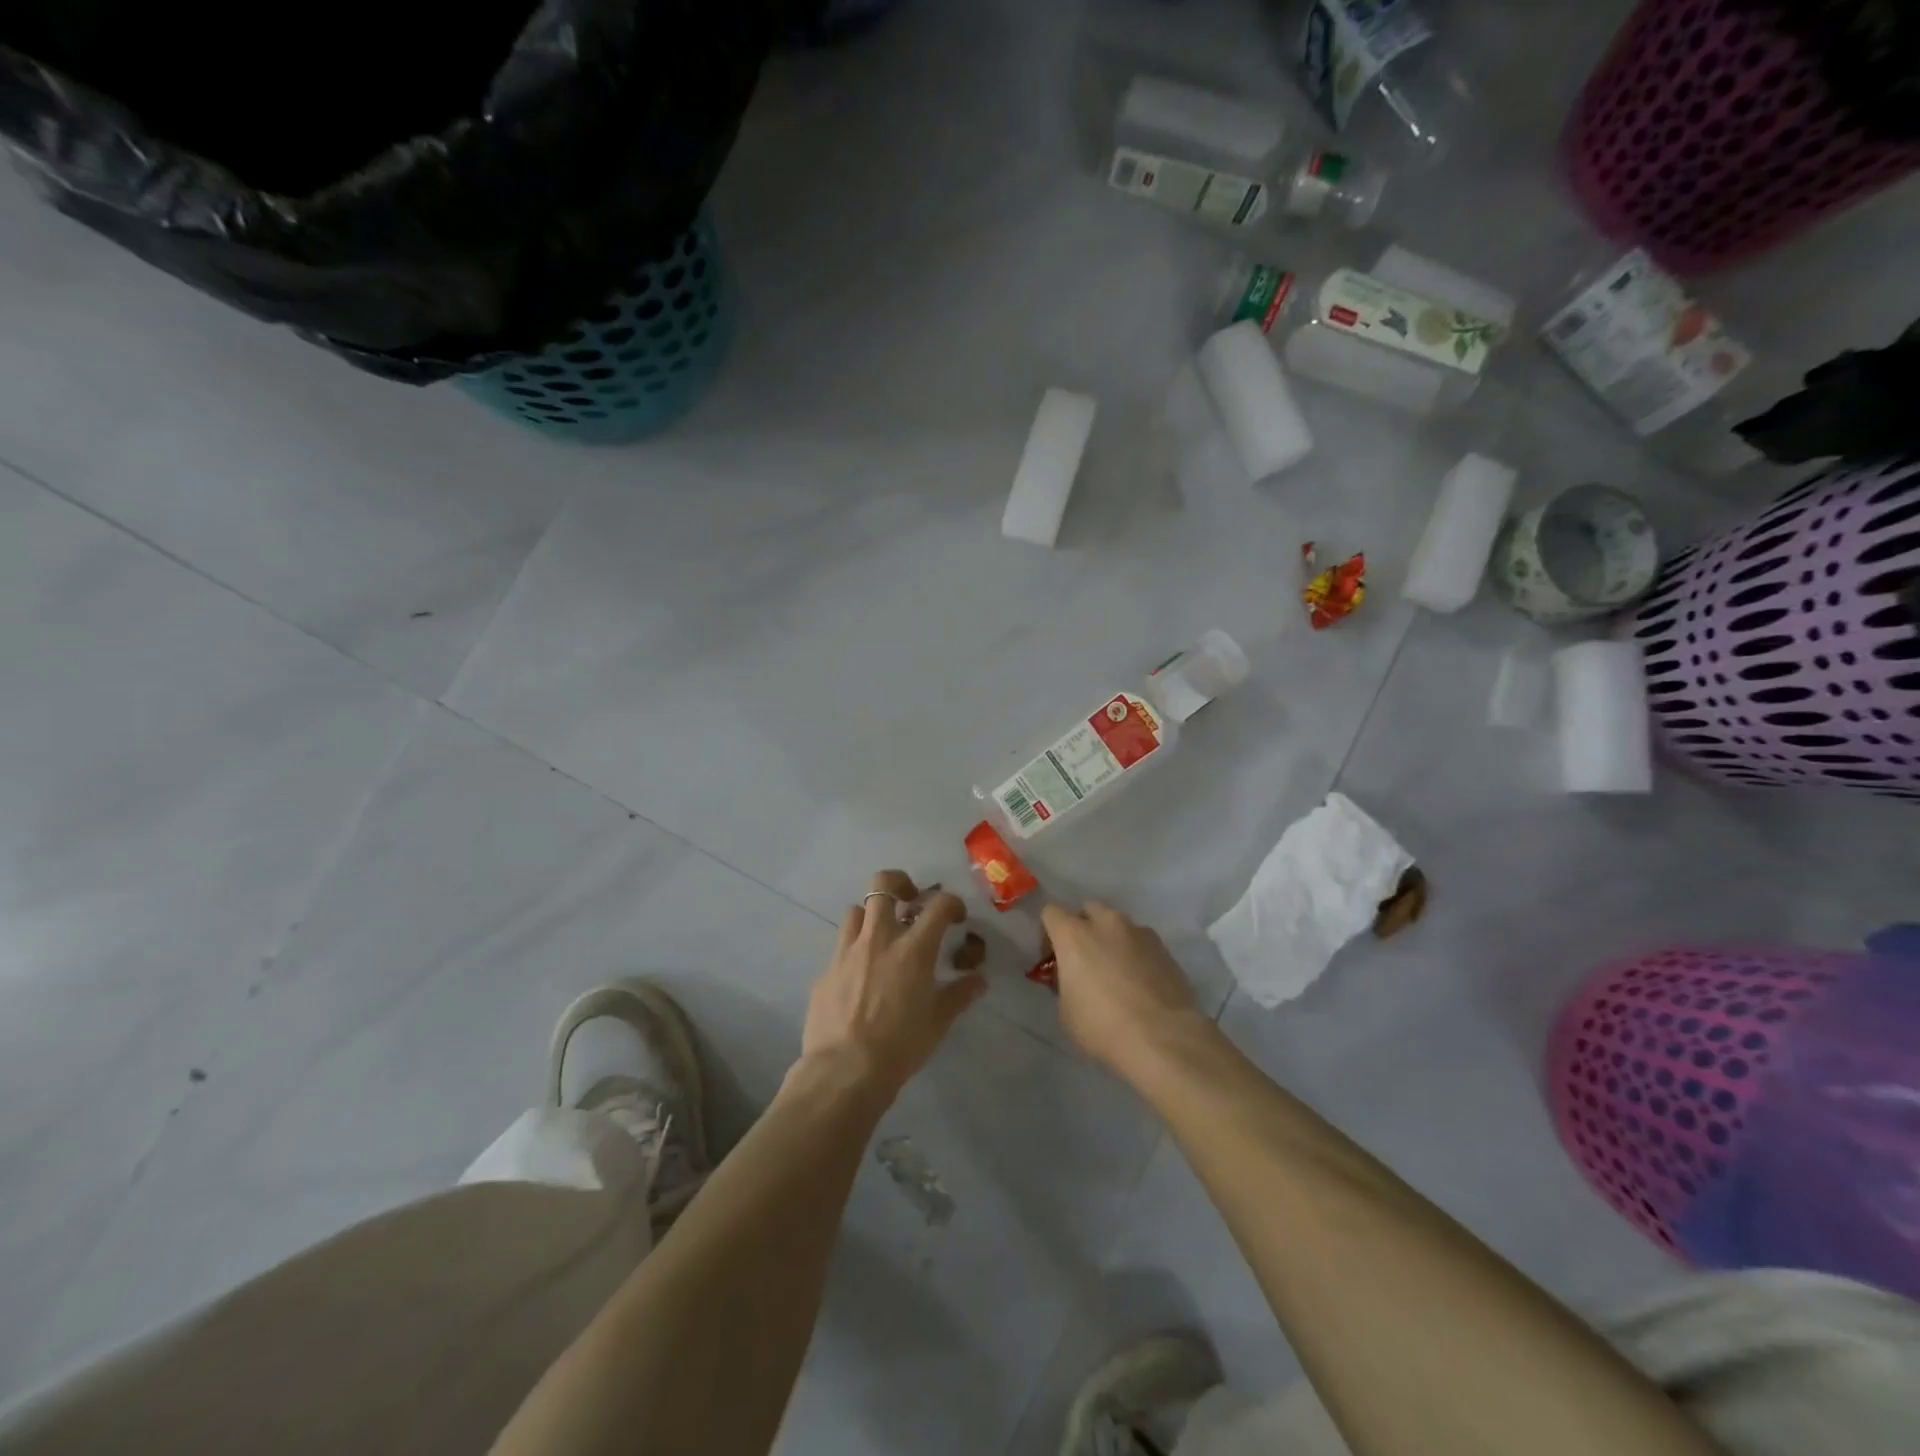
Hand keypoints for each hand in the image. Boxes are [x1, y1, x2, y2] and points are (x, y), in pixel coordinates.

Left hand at [800, 871, 985, 1104]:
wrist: (844, 1070)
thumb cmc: (900, 1046)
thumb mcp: (938, 1022)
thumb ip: (959, 995)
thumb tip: (979, 981)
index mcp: (913, 949)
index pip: (938, 905)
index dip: (951, 903)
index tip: (955, 916)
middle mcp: (879, 939)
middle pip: (883, 884)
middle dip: (899, 883)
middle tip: (909, 900)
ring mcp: (846, 952)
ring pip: (856, 910)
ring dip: (871, 916)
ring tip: (881, 937)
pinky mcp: (825, 971)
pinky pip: (840, 948)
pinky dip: (853, 952)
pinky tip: (858, 977)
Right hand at [1041, 900, 1209, 1079]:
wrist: (1162, 1039)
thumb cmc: (1102, 1026)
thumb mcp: (1066, 1012)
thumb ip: (1064, 985)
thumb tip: (1072, 979)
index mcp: (1074, 935)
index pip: (1051, 912)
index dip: (1048, 933)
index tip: (1053, 959)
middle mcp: (1106, 923)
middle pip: (1088, 910)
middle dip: (1083, 928)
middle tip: (1085, 960)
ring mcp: (1139, 932)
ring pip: (1118, 924)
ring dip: (1112, 940)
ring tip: (1117, 972)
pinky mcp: (1164, 948)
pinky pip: (1142, 942)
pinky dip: (1136, 954)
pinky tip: (1141, 982)